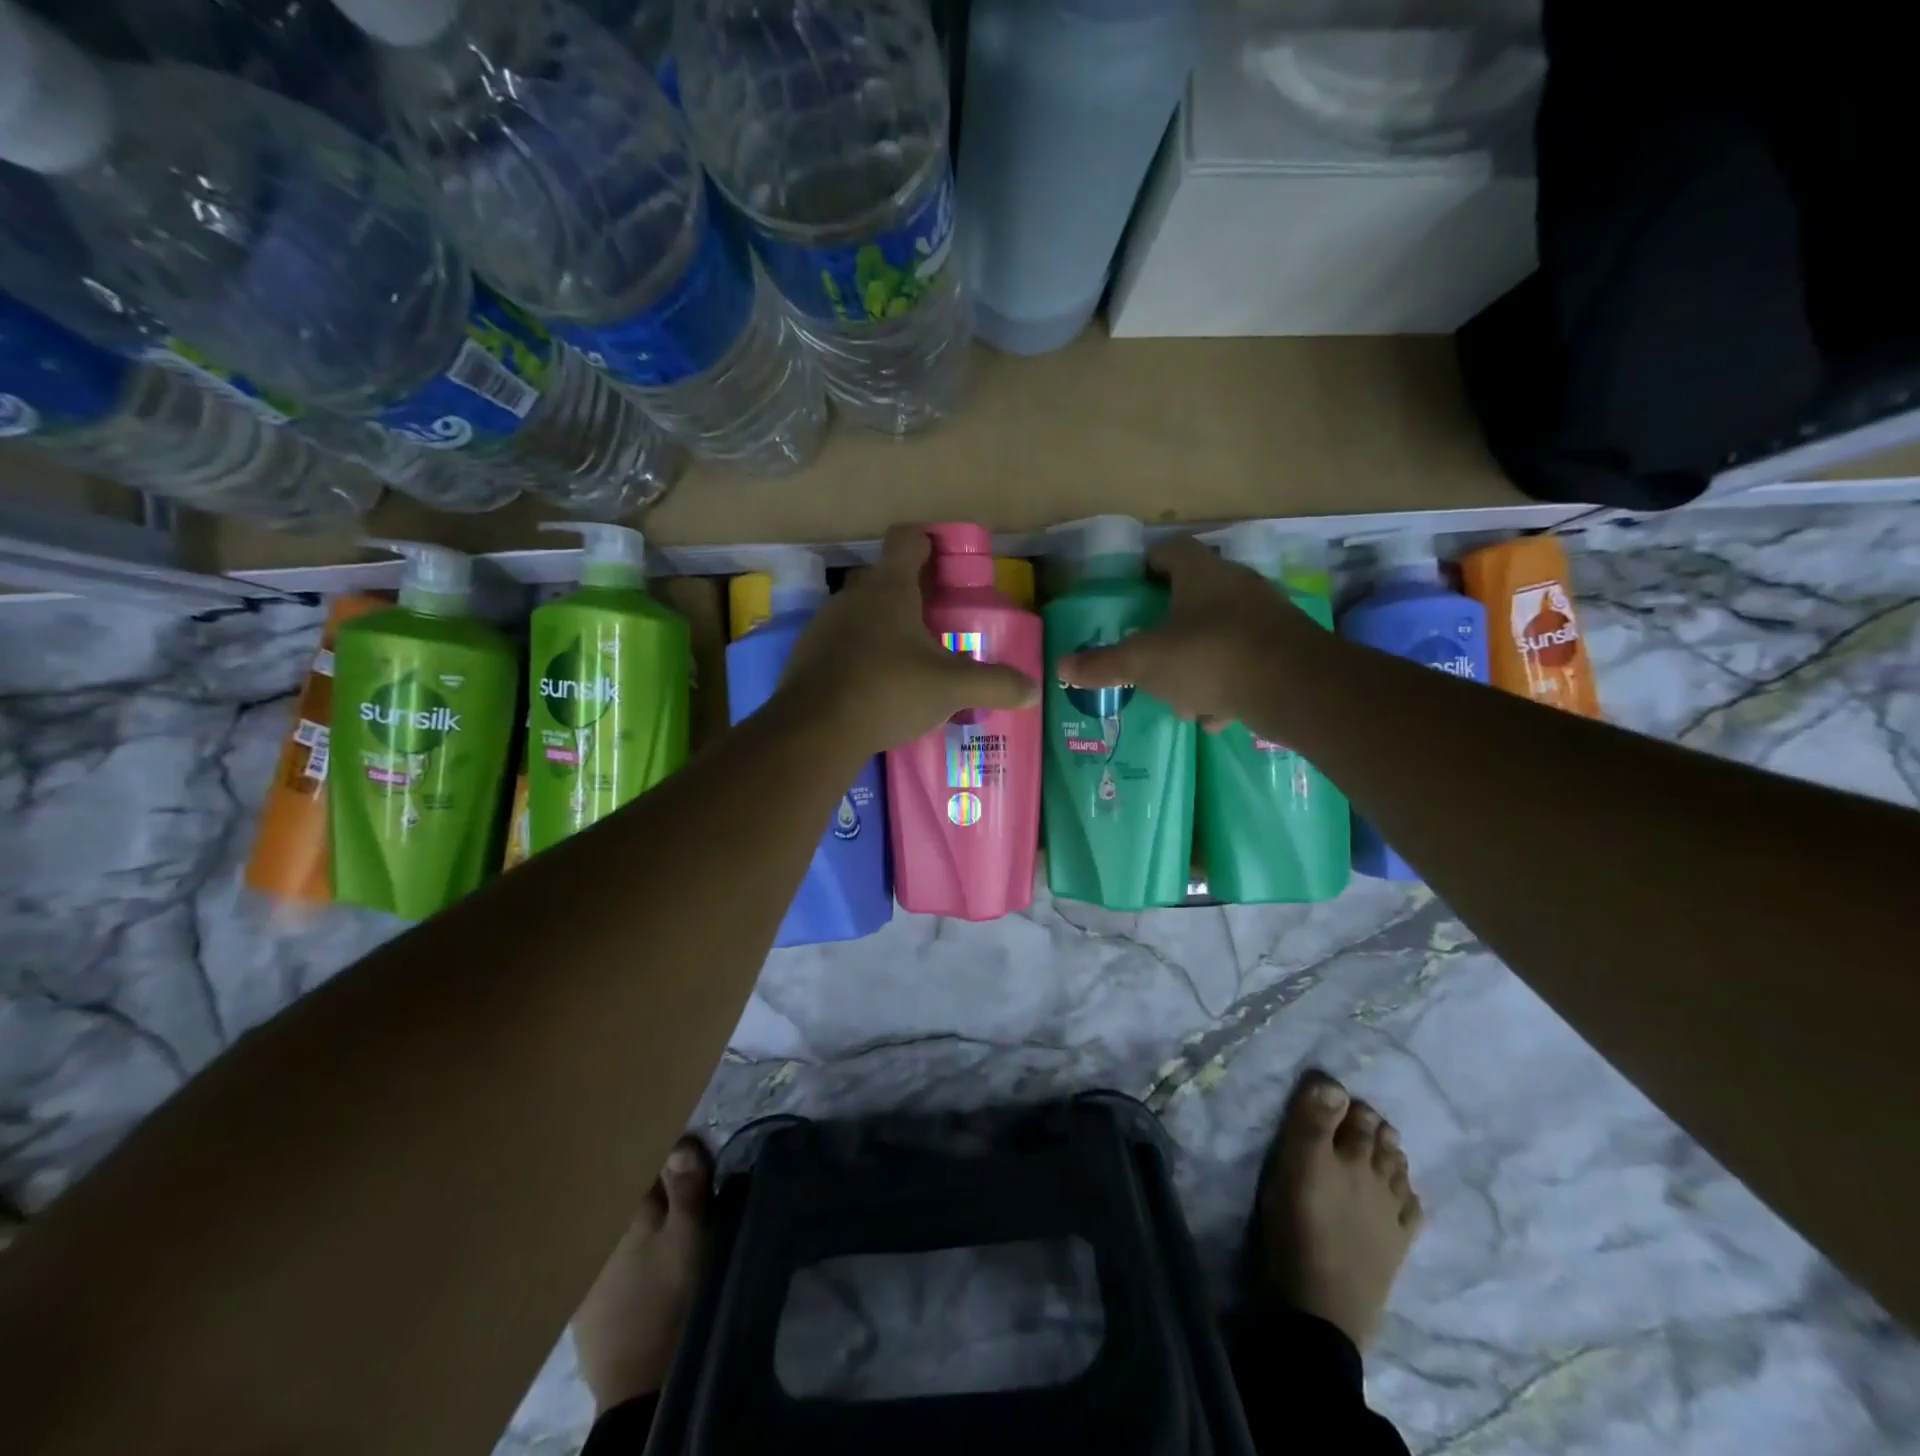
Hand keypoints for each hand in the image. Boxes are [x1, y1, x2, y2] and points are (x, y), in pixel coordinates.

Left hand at [776, 525, 1040, 753]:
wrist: (815, 731)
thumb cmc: (888, 691)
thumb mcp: (950, 688)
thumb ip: (995, 684)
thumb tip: (1033, 691)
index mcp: (889, 587)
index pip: (907, 538)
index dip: (929, 541)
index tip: (947, 562)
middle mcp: (853, 596)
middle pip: (885, 577)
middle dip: (911, 593)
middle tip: (938, 622)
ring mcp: (825, 624)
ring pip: (862, 612)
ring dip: (884, 626)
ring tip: (910, 660)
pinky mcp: (809, 654)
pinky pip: (842, 642)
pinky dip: (861, 654)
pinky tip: (877, 686)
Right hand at [1059, 535, 1326, 730]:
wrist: (1295, 688)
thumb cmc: (1209, 657)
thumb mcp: (1145, 663)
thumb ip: (1104, 665)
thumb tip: (1061, 668)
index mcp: (1201, 575)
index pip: (1171, 550)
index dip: (1148, 563)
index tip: (1132, 583)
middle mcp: (1238, 587)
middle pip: (1196, 595)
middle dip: (1169, 623)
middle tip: (1146, 644)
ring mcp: (1266, 619)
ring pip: (1220, 634)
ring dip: (1197, 660)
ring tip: (1176, 692)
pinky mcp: (1286, 651)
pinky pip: (1244, 663)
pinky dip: (1226, 684)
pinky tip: (1213, 713)